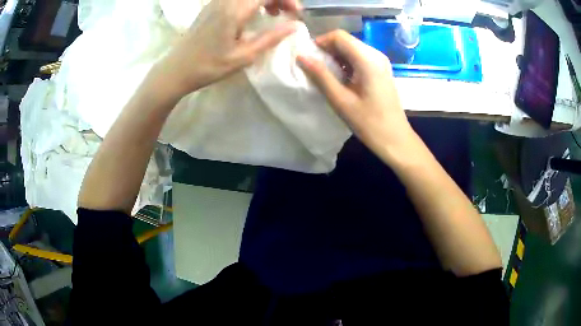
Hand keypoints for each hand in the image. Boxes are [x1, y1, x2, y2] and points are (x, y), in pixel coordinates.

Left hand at [153, 0, 300, 99]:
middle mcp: (225, 1)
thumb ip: (270, 38)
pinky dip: (253, 1)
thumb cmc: (208, 66)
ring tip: (273, 14)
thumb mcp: (243, 56)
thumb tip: (294, 25)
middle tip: (286, 14)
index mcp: (234, 11)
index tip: (295, 14)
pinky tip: (255, 14)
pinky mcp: (212, 5)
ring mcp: (217, 1)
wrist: (177, 69)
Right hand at [297, 30, 414, 159]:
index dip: (321, 42)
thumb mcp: (341, 100)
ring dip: (336, 57)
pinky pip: (359, 58)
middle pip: (346, 40)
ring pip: (352, 48)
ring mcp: (380, 62)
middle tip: (314, 67)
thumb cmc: (369, 123)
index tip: (309, 57)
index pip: (339, 36)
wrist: (395, 139)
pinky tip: (340, 79)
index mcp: (368, 59)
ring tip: (325, 75)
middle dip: (327, 50)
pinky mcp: (381, 70)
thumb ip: (320, 75)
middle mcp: (376, 55)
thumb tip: (301, 57)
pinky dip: (346, 63)